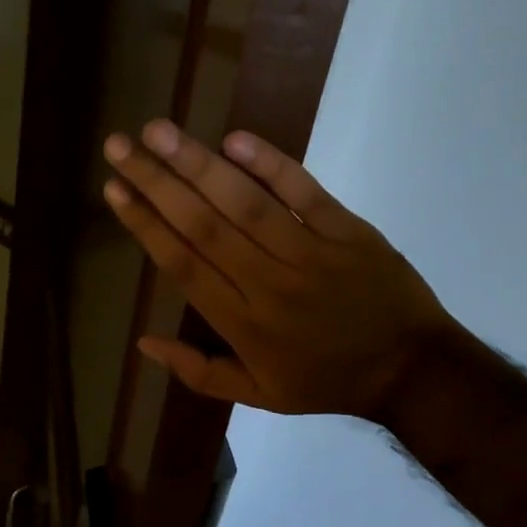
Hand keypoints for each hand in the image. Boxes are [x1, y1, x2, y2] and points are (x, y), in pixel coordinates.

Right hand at [102, 120, 462, 419]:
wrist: (412, 369)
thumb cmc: (326, 381)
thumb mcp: (259, 396)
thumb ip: (198, 372)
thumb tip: (143, 342)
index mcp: (243, 324)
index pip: (183, 265)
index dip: (145, 225)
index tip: (114, 190)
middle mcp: (268, 284)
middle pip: (202, 225)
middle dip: (156, 182)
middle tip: (119, 145)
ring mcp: (310, 253)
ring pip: (245, 203)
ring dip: (198, 163)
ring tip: (158, 130)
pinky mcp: (347, 231)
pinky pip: (305, 192)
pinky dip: (271, 164)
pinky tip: (234, 139)